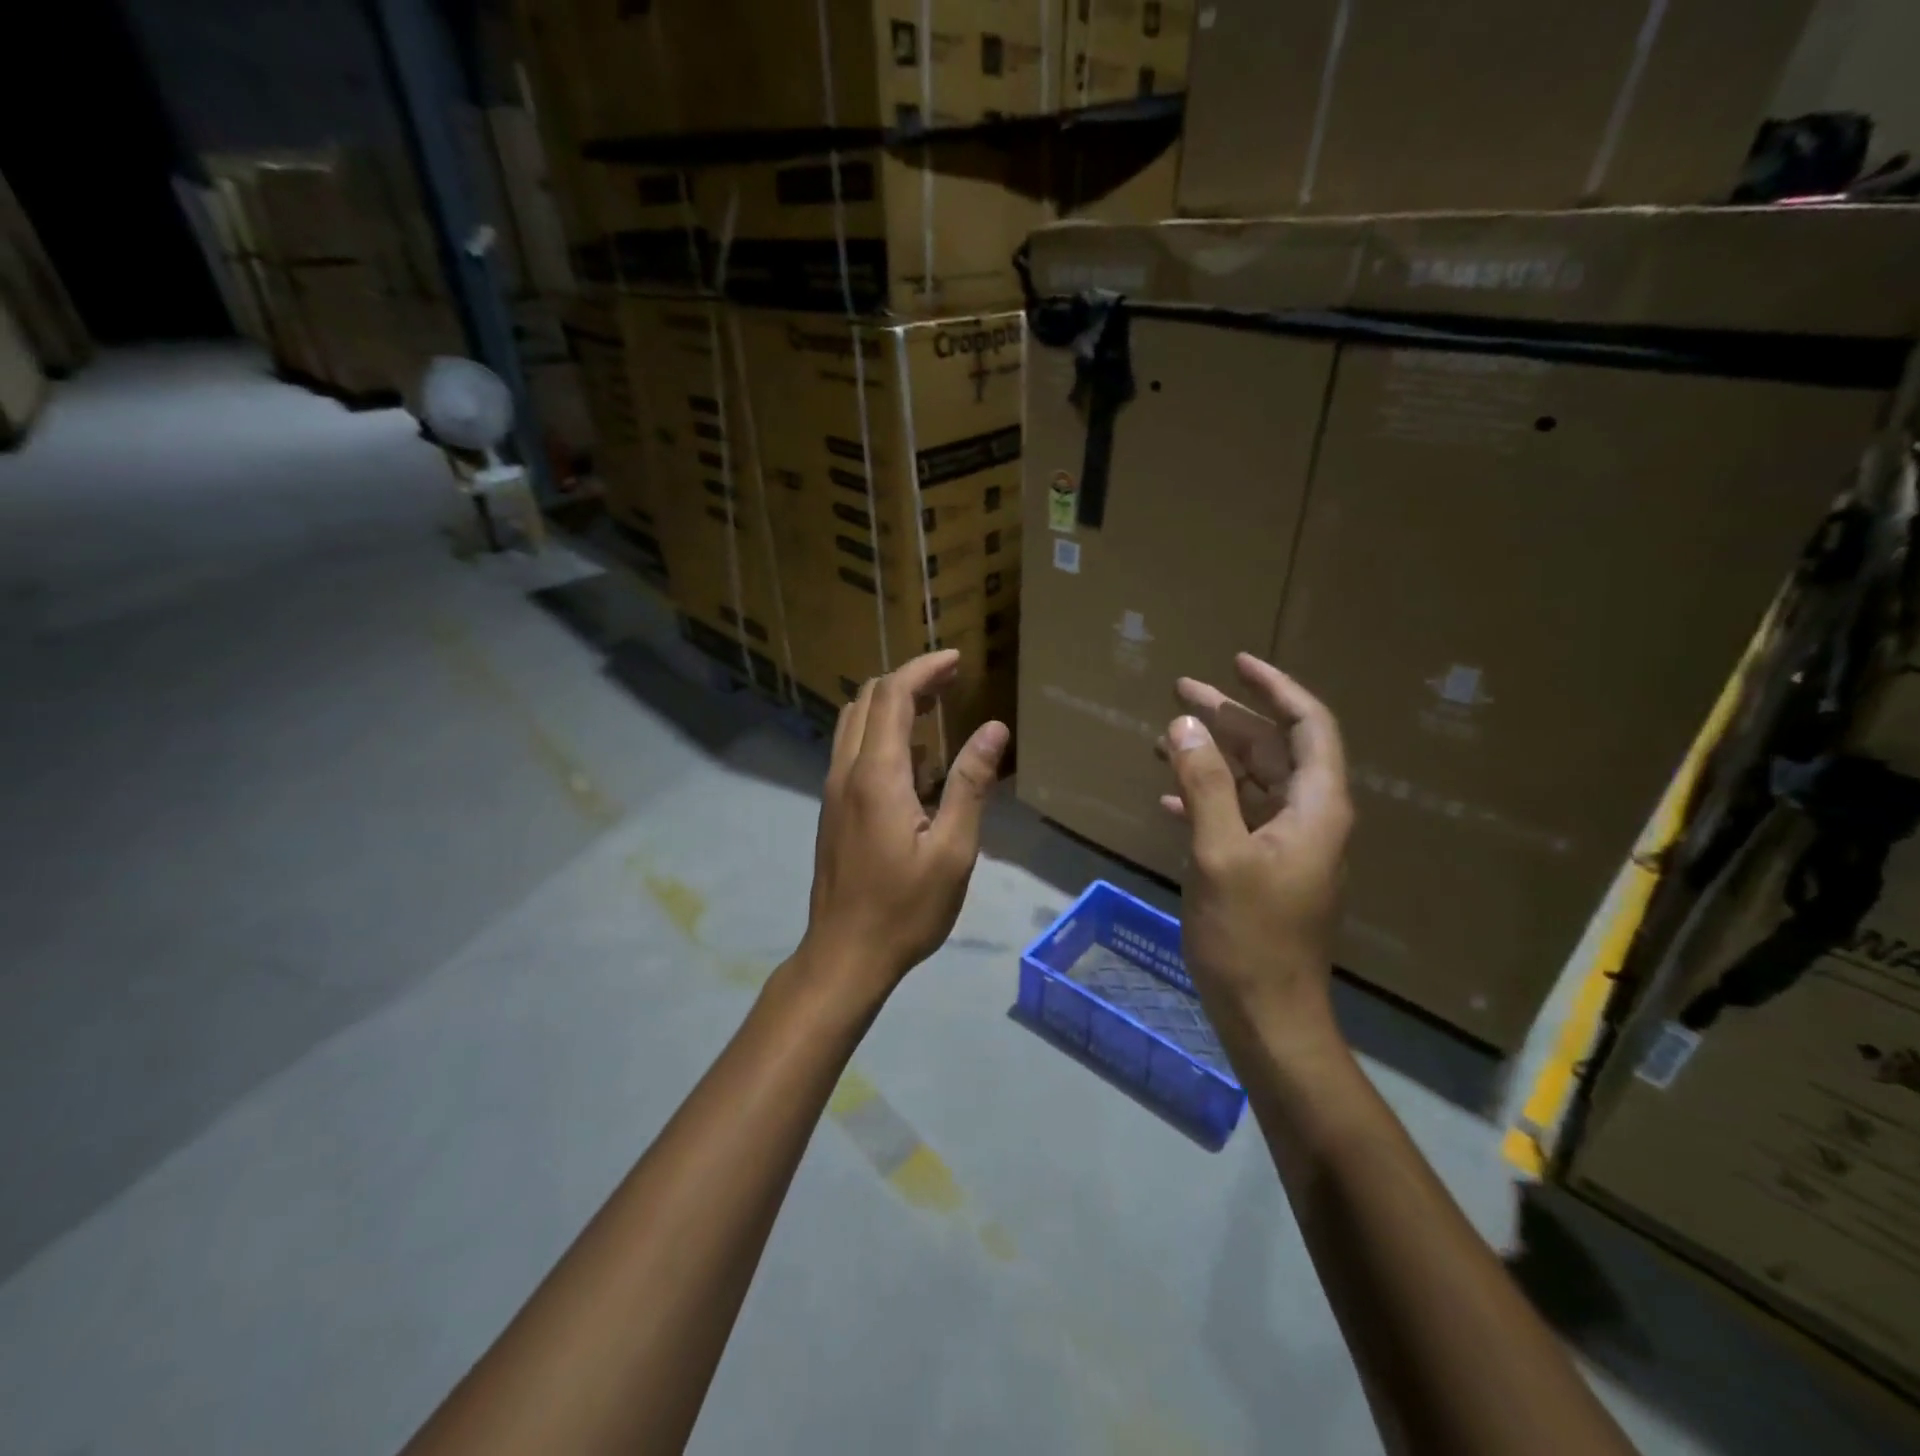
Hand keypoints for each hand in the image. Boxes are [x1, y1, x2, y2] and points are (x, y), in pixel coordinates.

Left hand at [801, 650, 1008, 1001]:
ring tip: (936, 711)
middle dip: (910, 681)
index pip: (893, 696)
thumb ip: (970, 784)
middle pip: (869, 700)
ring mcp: (834, 789)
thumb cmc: (906, 908)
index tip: (958, 659)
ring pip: (855, 722)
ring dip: (892, 705)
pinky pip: (853, 750)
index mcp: (877, 775)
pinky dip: (882, 734)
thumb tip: (994, 729)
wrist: (845, 953)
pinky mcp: (832, 808)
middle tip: (952, 682)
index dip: (925, 669)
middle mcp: (847, 771)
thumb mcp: (953, 850)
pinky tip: (916, 762)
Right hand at [1161, 654, 1352, 1040]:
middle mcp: (1310, 818)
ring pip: (1253, 782)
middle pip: (1274, 749)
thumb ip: (1205, 786)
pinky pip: (1238, 816)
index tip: (1235, 663)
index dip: (1274, 689)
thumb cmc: (1249, 936)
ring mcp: (1288, 846)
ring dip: (1212, 757)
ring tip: (1165, 736)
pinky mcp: (1266, 868)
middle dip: (1229, 717)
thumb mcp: (1220, 854)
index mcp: (1316, 807)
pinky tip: (1169, 799)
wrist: (1267, 1014)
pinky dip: (1207, 799)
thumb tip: (1186, 724)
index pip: (1308, 726)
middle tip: (1180, 691)